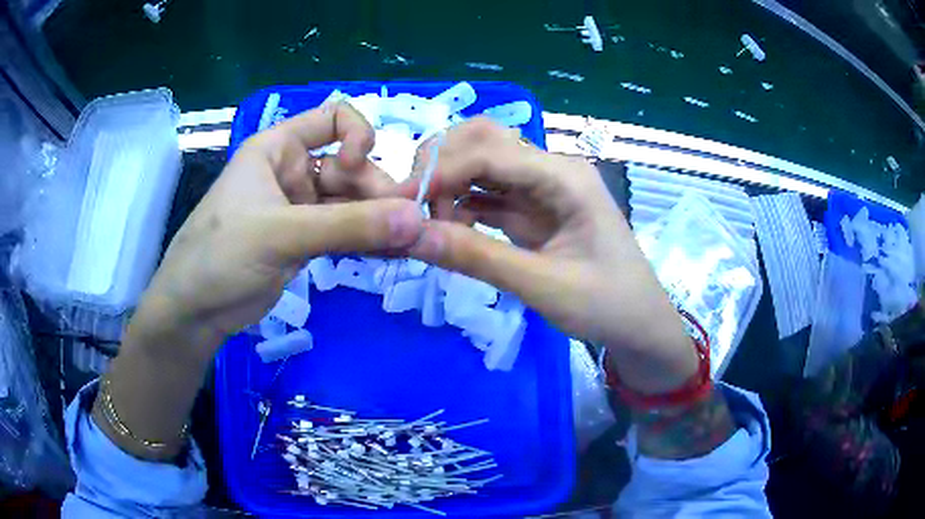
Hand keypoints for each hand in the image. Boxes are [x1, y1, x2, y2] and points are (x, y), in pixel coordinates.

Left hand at [130, 102, 423, 357]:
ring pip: (352, 203)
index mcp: (278, 148)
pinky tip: (392, 254)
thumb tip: (417, 217)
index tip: (361, 169)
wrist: (194, 312)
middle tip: (406, 227)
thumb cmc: (221, 256)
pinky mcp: (306, 241)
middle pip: (351, 167)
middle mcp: (293, 171)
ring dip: (379, 221)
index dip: (358, 136)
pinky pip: (346, 232)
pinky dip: (368, 241)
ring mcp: (300, 208)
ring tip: (408, 245)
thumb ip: (348, 226)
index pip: (334, 119)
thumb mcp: (281, 235)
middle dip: (378, 193)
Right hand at [400, 118, 697, 393]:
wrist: (639, 325)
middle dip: (442, 163)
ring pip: (483, 163)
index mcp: (565, 176)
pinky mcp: (535, 208)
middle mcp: (553, 169)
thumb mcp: (543, 286)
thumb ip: (478, 258)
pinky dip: (463, 203)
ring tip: (432, 224)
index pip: (490, 152)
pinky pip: (490, 192)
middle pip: (485, 140)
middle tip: (414, 206)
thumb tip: (412, 236)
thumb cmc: (606, 305)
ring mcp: (543, 187)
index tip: (402, 203)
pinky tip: (450, 228)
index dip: (440, 171)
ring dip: (450, 184)